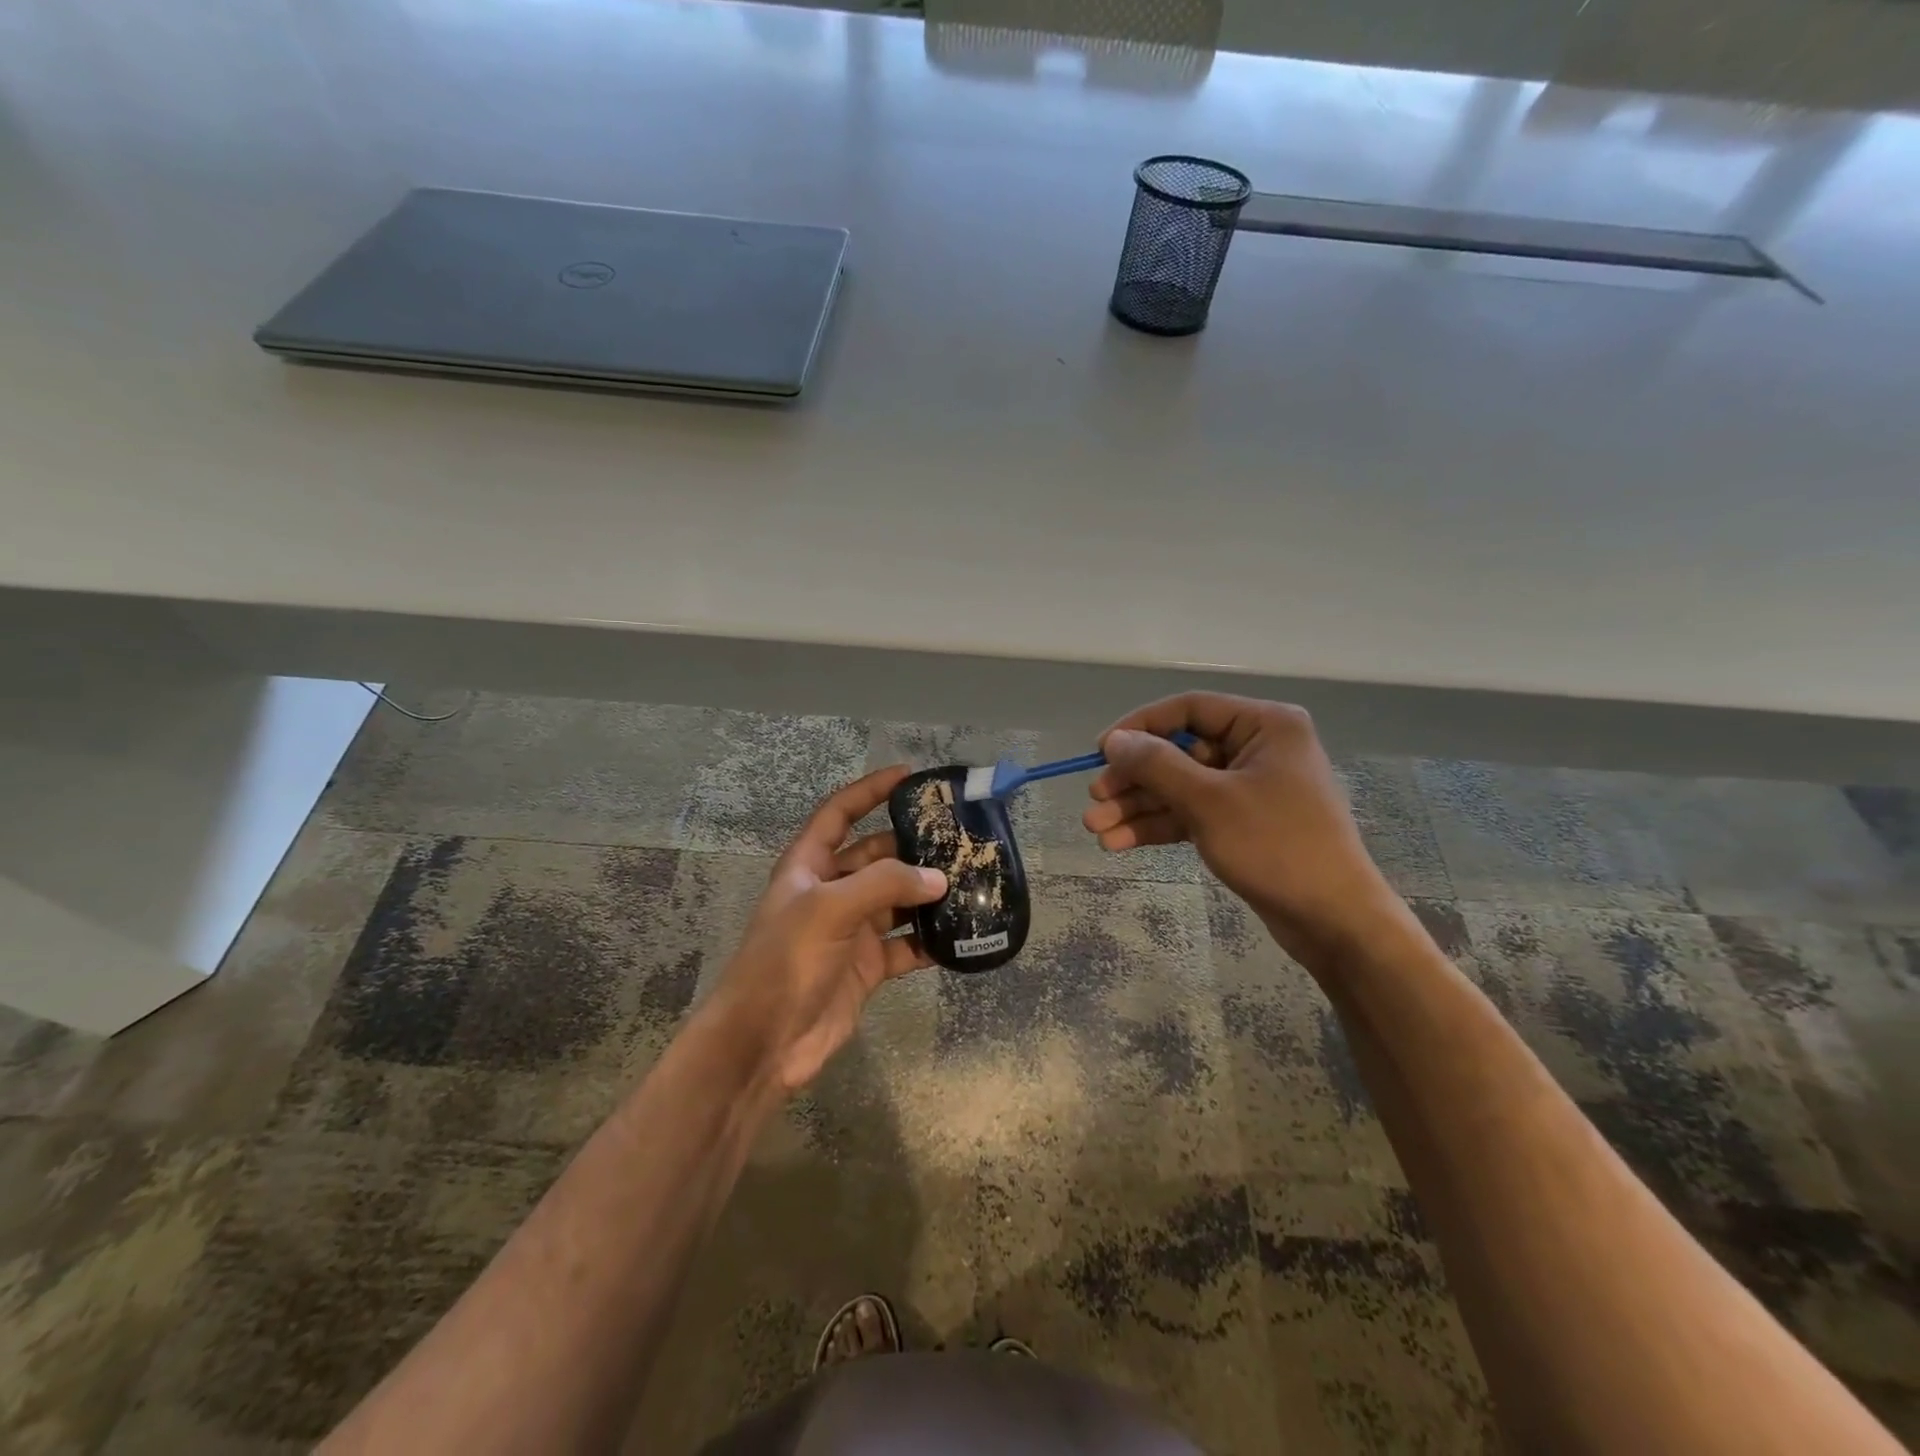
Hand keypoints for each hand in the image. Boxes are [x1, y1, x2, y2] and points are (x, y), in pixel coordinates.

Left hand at [704, 766, 947, 1093]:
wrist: (764, 1042)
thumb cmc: (786, 961)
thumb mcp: (830, 909)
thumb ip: (885, 885)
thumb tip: (939, 878)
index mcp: (809, 866)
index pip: (840, 813)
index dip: (870, 791)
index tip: (909, 775)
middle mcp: (831, 892)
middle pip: (877, 856)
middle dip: (912, 846)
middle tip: (958, 836)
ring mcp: (851, 930)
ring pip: (897, 901)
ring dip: (927, 894)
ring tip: (970, 881)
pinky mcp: (867, 967)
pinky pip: (906, 945)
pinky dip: (930, 940)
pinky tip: (960, 935)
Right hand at [1083, 693, 1397, 962]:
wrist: (1333, 920)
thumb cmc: (1276, 846)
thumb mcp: (1209, 801)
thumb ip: (1157, 765)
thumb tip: (1113, 740)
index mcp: (1264, 724)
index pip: (1188, 709)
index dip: (1139, 727)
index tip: (1100, 751)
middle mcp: (1258, 748)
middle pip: (1179, 751)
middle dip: (1134, 779)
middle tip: (1095, 799)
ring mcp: (1249, 788)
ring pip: (1180, 786)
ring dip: (1138, 807)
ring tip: (1096, 829)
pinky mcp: (1242, 823)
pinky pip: (1191, 813)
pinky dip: (1158, 825)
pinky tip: (1119, 842)